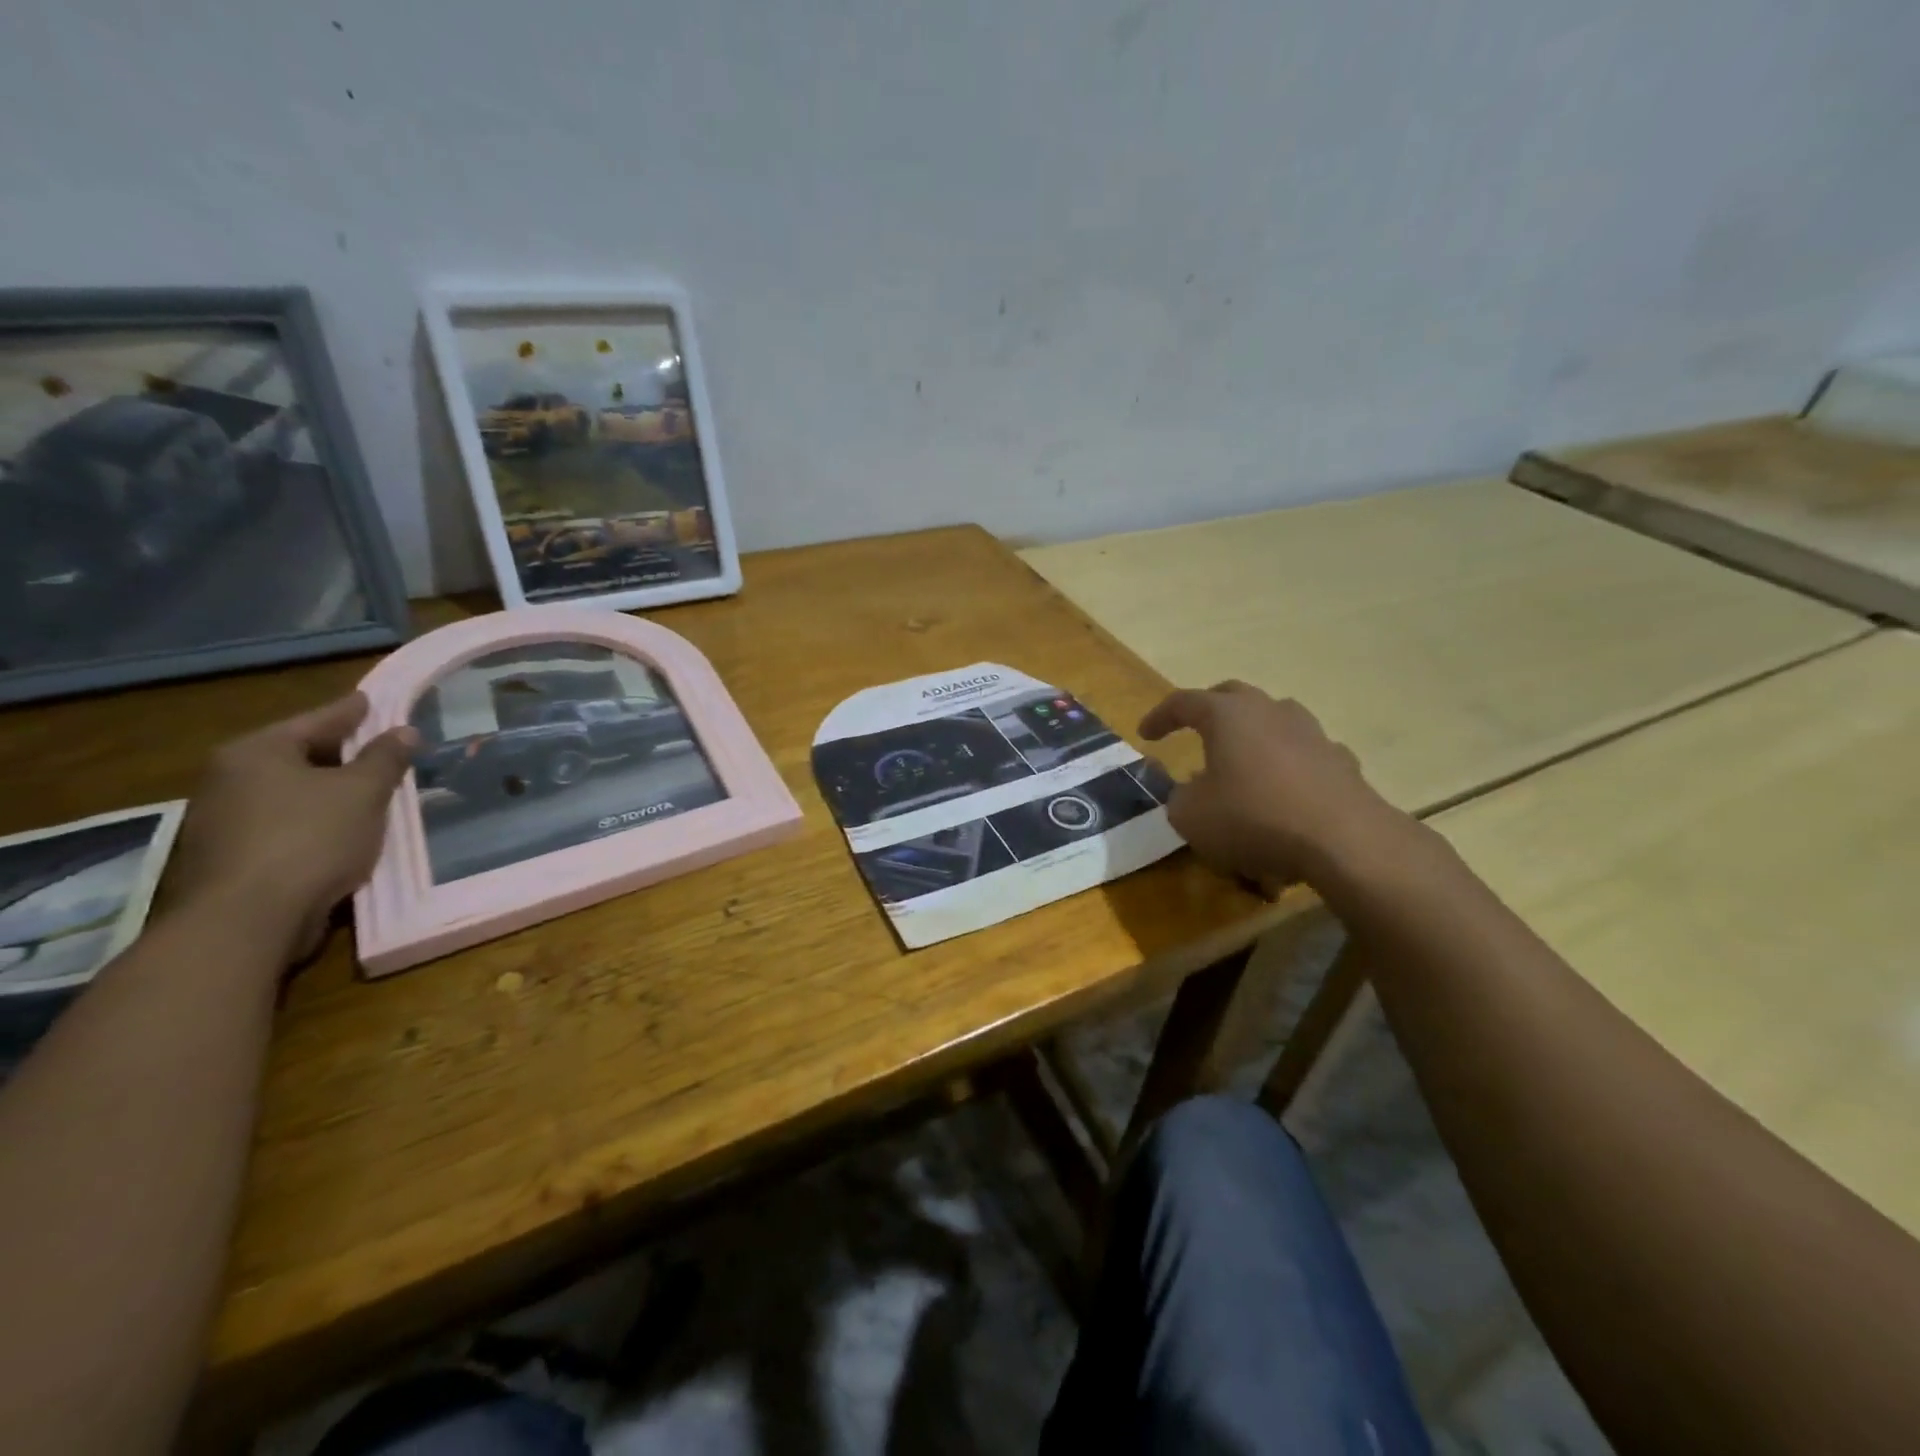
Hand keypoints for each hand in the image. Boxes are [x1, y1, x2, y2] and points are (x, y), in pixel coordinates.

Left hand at [161, 693, 416, 963]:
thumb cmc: (310, 839)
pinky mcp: (228, 856)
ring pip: (289, 792)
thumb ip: (385, 758)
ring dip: (327, 791)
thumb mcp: (363, 792)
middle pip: (298, 755)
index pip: (317, 720)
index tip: (372, 700)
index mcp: (256, 752)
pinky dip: (313, 821)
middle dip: (340, 753)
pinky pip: (282, 824)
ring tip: (366, 792)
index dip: (352, 711)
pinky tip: (340, 831)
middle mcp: (229, 778)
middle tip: (378, 748)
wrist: (246, 919)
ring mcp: (222, 819)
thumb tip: (404, 730)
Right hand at [1140, 681, 1407, 887]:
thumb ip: (1180, 798)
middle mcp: (1269, 711)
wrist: (1343, 840)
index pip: (1183, 702)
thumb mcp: (1191, 817)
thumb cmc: (1253, 819)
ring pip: (1274, 718)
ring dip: (1252, 732)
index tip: (1145, 733)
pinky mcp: (1340, 761)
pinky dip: (1287, 763)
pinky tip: (1284, 788)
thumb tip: (1190, 791)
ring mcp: (1311, 733)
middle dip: (1208, 709)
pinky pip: (1304, 752)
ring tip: (1241, 757)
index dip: (1160, 716)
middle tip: (1192, 727)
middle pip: (1233, 696)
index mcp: (1227, 715)